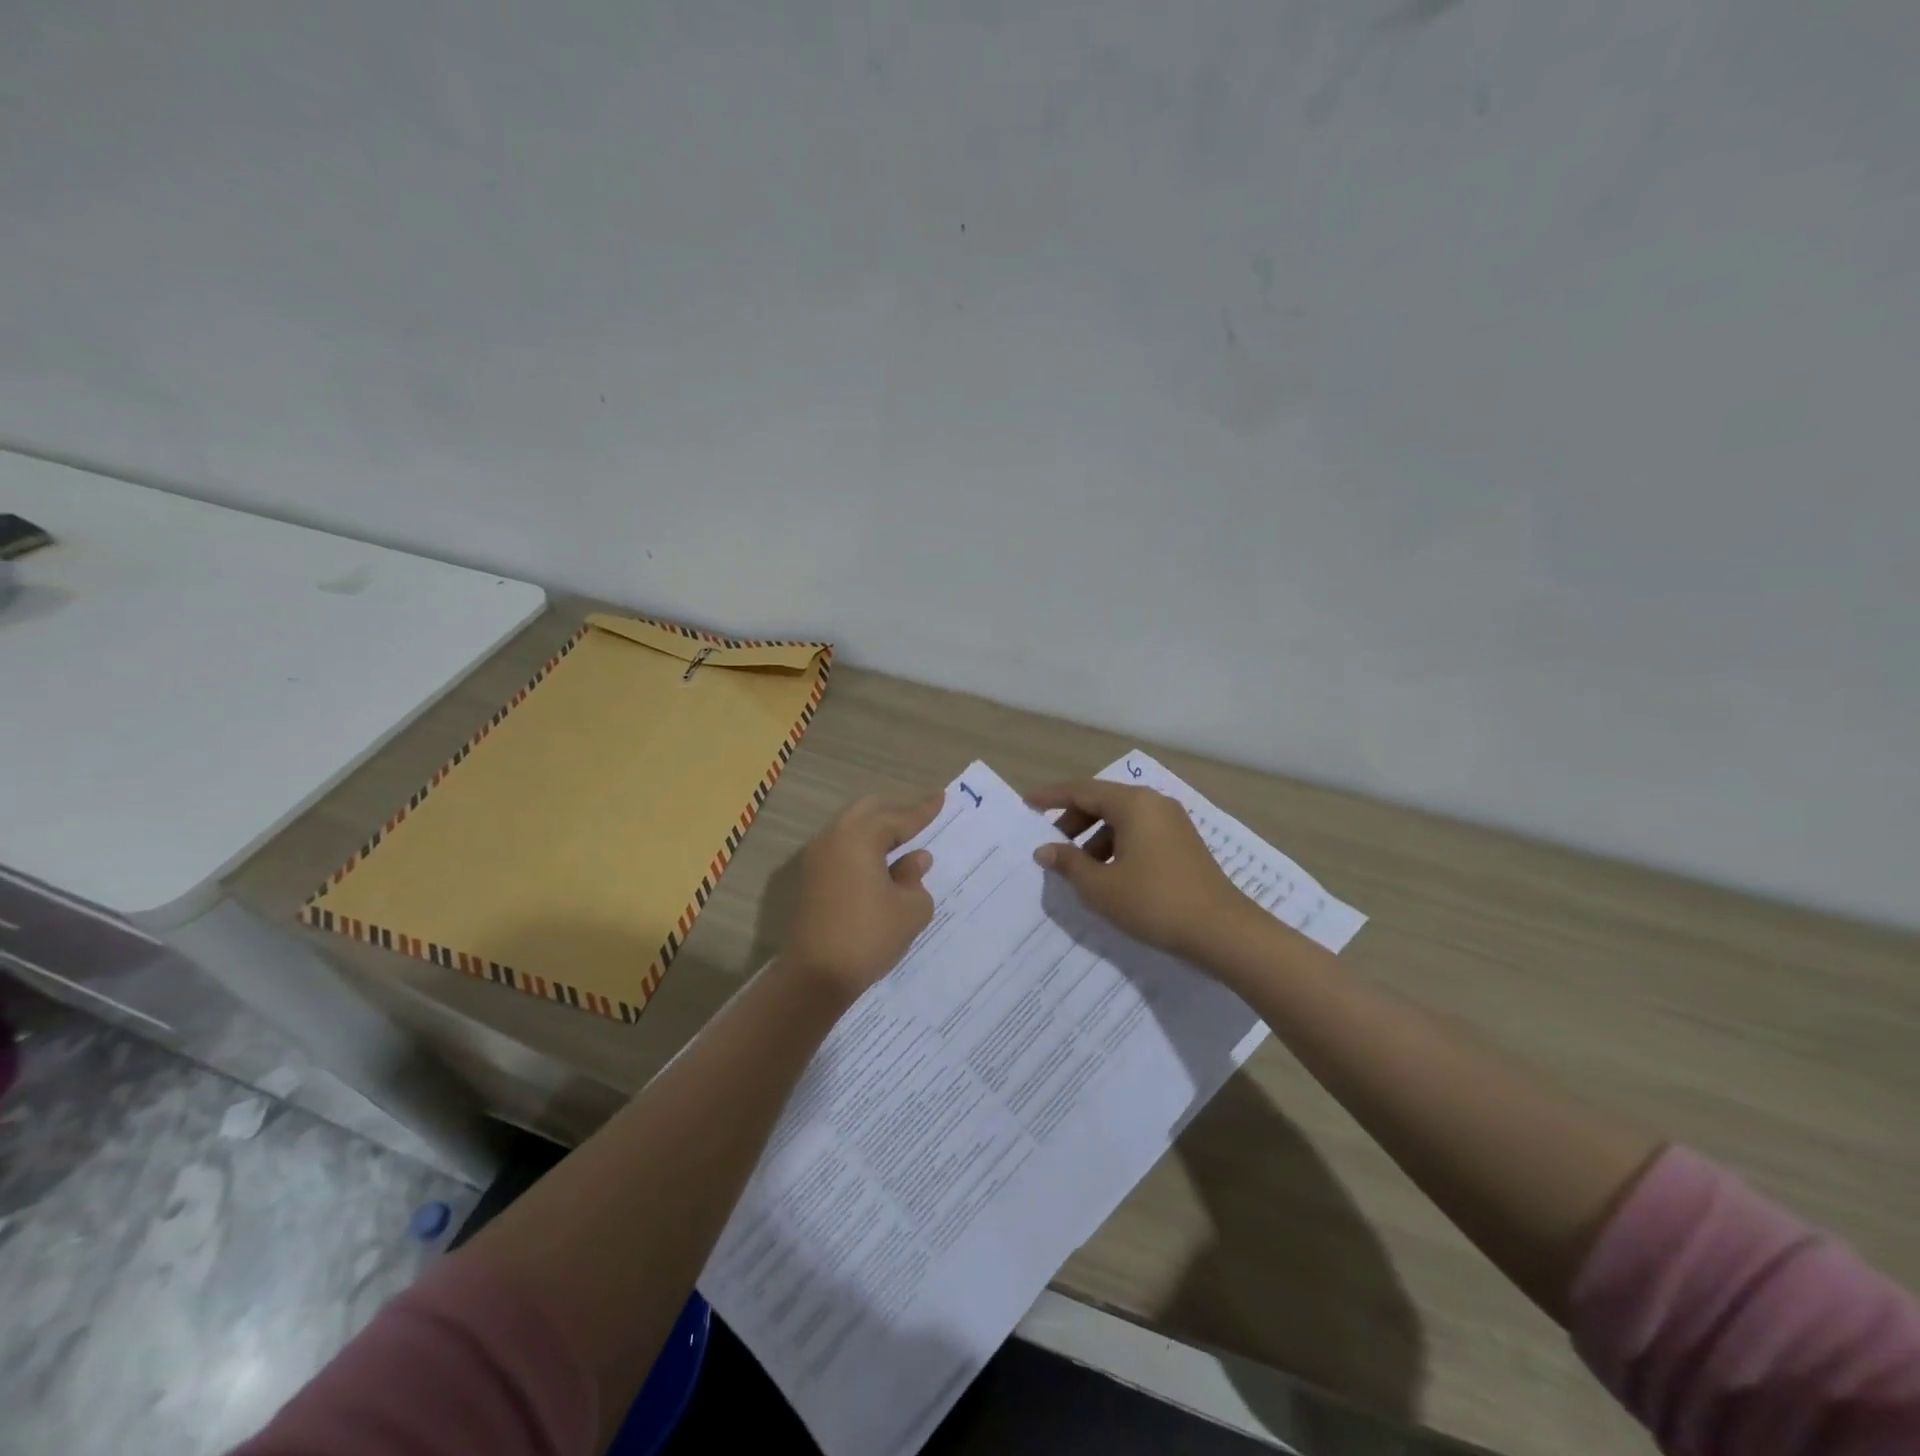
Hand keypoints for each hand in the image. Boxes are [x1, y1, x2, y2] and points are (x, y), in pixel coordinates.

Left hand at [782, 792, 941, 1001]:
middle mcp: (834, 837)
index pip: (898, 817)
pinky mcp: (810, 877)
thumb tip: (914, 859)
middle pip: (869, 810)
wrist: (816, 975)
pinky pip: (841, 846)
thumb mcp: (910, 909)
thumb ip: (916, 877)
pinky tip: (879, 865)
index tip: (941, 798)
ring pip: (851, 827)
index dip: (923, 810)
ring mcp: (817, 856)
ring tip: (901, 845)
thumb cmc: (869, 936)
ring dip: (876, 831)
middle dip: (896, 814)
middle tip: (920, 824)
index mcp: (860, 837)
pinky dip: (862, 847)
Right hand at [1027, 779, 1250, 960]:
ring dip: (1094, 838)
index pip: (1081, 791)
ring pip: (1122, 819)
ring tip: (1078, 869)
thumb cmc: (1154, 902)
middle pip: (1102, 802)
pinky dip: (1116, 846)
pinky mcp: (1183, 843)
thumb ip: (1068, 863)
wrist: (1221, 931)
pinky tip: (1108, 875)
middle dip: (1073, 821)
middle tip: (1051, 845)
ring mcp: (1172, 822)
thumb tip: (1045, 850)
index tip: (1026, 804)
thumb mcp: (1101, 886)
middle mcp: (1154, 803)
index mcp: (1133, 804)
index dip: (1051, 797)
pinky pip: (1139, 833)